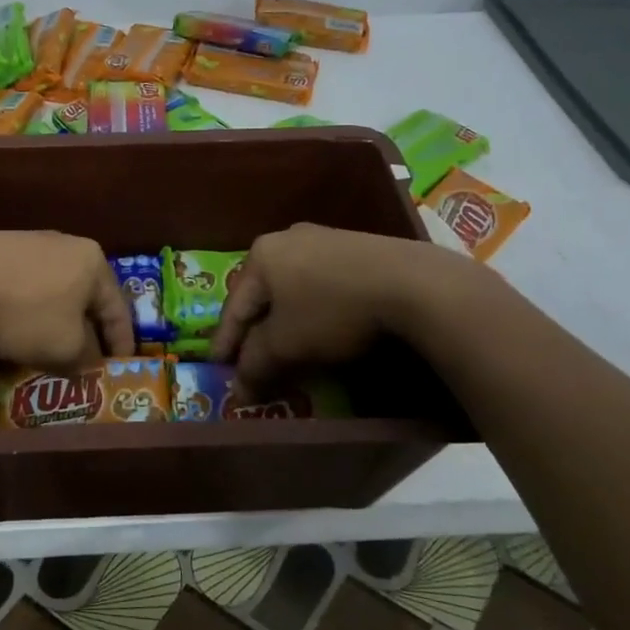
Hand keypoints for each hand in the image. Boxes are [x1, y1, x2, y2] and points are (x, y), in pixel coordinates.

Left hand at [0, 231, 134, 365]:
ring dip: (55, 319)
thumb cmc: (24, 312)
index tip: (121, 367)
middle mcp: (66, 244)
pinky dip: (27, 309)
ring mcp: (29, 242)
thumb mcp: (66, 347)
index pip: (118, 308)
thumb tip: (88, 359)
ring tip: (49, 346)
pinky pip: (24, 285)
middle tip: (87, 358)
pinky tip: (14, 328)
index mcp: (93, 262)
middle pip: (86, 296)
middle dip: (87, 329)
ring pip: (54, 289)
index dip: (122, 342)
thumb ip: (86, 356)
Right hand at [211, 223, 497, 385]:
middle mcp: (287, 239)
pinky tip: (322, 327)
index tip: (218, 367)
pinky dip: (314, 309)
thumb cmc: (332, 310)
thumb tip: (238, 391)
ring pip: (293, 288)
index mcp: (261, 254)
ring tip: (286, 346)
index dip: (225, 342)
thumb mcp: (286, 344)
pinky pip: (321, 283)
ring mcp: (325, 239)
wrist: (412, 283)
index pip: (234, 306)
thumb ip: (255, 365)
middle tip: (250, 358)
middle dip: (255, 329)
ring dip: (286, 320)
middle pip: (262, 294)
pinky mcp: (358, 247)